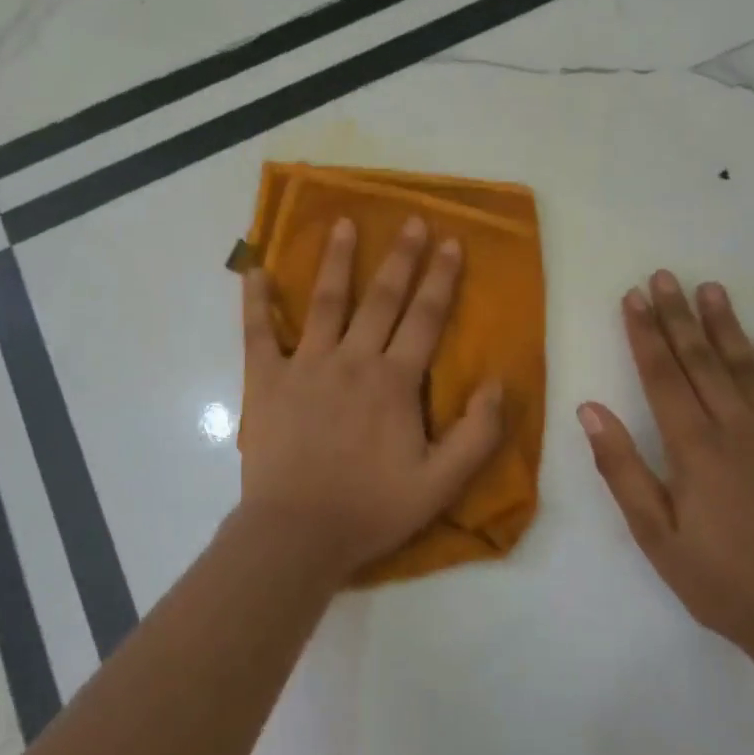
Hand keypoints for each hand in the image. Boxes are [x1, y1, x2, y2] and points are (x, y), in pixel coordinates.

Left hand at [238, 216, 504, 580]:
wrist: (297, 535)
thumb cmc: (370, 509)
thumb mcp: (440, 484)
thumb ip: (477, 434)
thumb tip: (499, 383)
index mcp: (394, 382)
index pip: (425, 318)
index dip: (441, 278)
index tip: (451, 242)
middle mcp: (352, 360)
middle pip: (382, 298)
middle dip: (400, 257)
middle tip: (411, 220)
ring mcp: (306, 364)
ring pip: (326, 302)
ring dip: (337, 260)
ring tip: (344, 224)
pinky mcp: (266, 379)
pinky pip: (259, 331)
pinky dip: (256, 300)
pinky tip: (255, 269)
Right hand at [578, 271, 753, 657]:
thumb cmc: (721, 580)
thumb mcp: (655, 534)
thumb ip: (621, 468)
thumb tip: (589, 409)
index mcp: (694, 447)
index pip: (662, 375)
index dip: (645, 333)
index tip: (633, 297)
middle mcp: (737, 428)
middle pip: (702, 360)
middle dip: (679, 315)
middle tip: (665, 276)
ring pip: (748, 367)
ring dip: (727, 326)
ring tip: (712, 289)